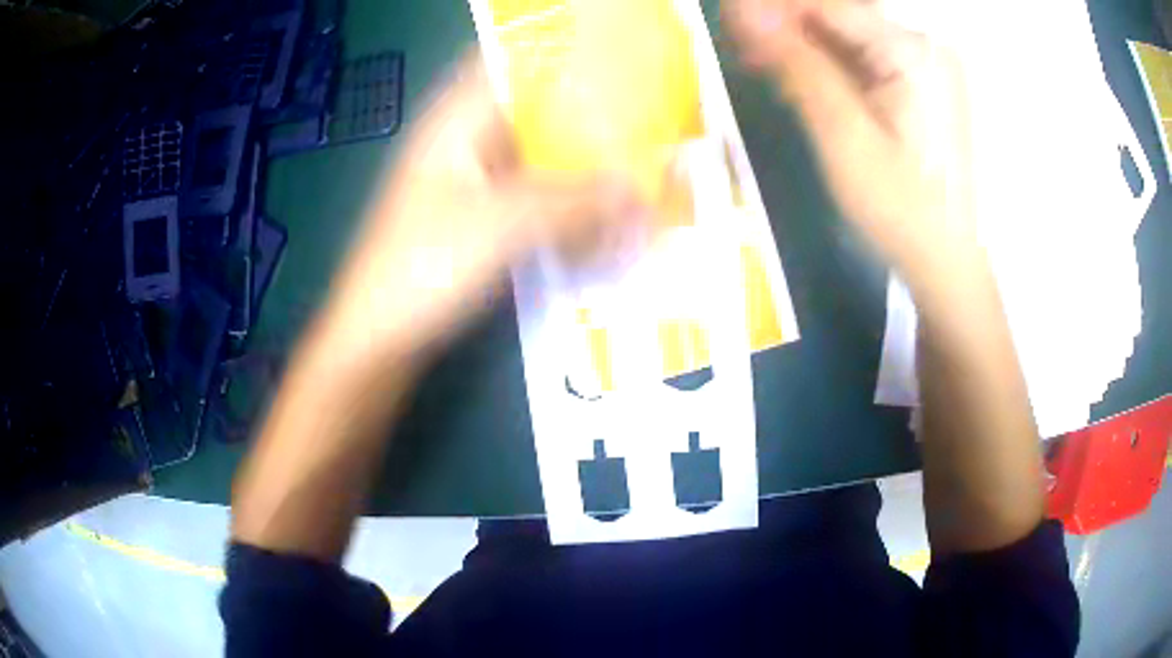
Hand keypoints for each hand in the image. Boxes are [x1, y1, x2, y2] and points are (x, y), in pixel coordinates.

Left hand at [318, 58, 649, 371]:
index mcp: (456, 120)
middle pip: (533, 107)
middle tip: (647, 116)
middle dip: (588, 110)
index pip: (509, 59)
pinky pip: (534, 195)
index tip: (616, 53)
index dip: (560, 49)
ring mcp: (472, 181)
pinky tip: (604, 213)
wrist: (379, 339)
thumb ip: (576, 202)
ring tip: (640, 164)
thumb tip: (644, 190)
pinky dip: (567, 200)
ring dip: (582, 162)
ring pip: (537, 154)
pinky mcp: (480, 218)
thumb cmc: (424, 268)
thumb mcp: (503, 226)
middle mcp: (465, 140)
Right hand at [726, 0, 976, 290]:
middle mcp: (923, 47)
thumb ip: (798, 65)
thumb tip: (745, 10)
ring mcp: (924, 66)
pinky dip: (828, 64)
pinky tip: (799, 80)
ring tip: (761, 66)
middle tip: (742, 48)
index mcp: (912, 52)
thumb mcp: (844, 136)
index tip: (729, 19)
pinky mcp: (920, 85)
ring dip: (803, 45)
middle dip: (787, 26)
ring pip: (848, 35)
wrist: (945, 261)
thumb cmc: (900, 209)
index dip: (775, 7)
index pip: (829, 5)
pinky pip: (864, 58)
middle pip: (839, 15)